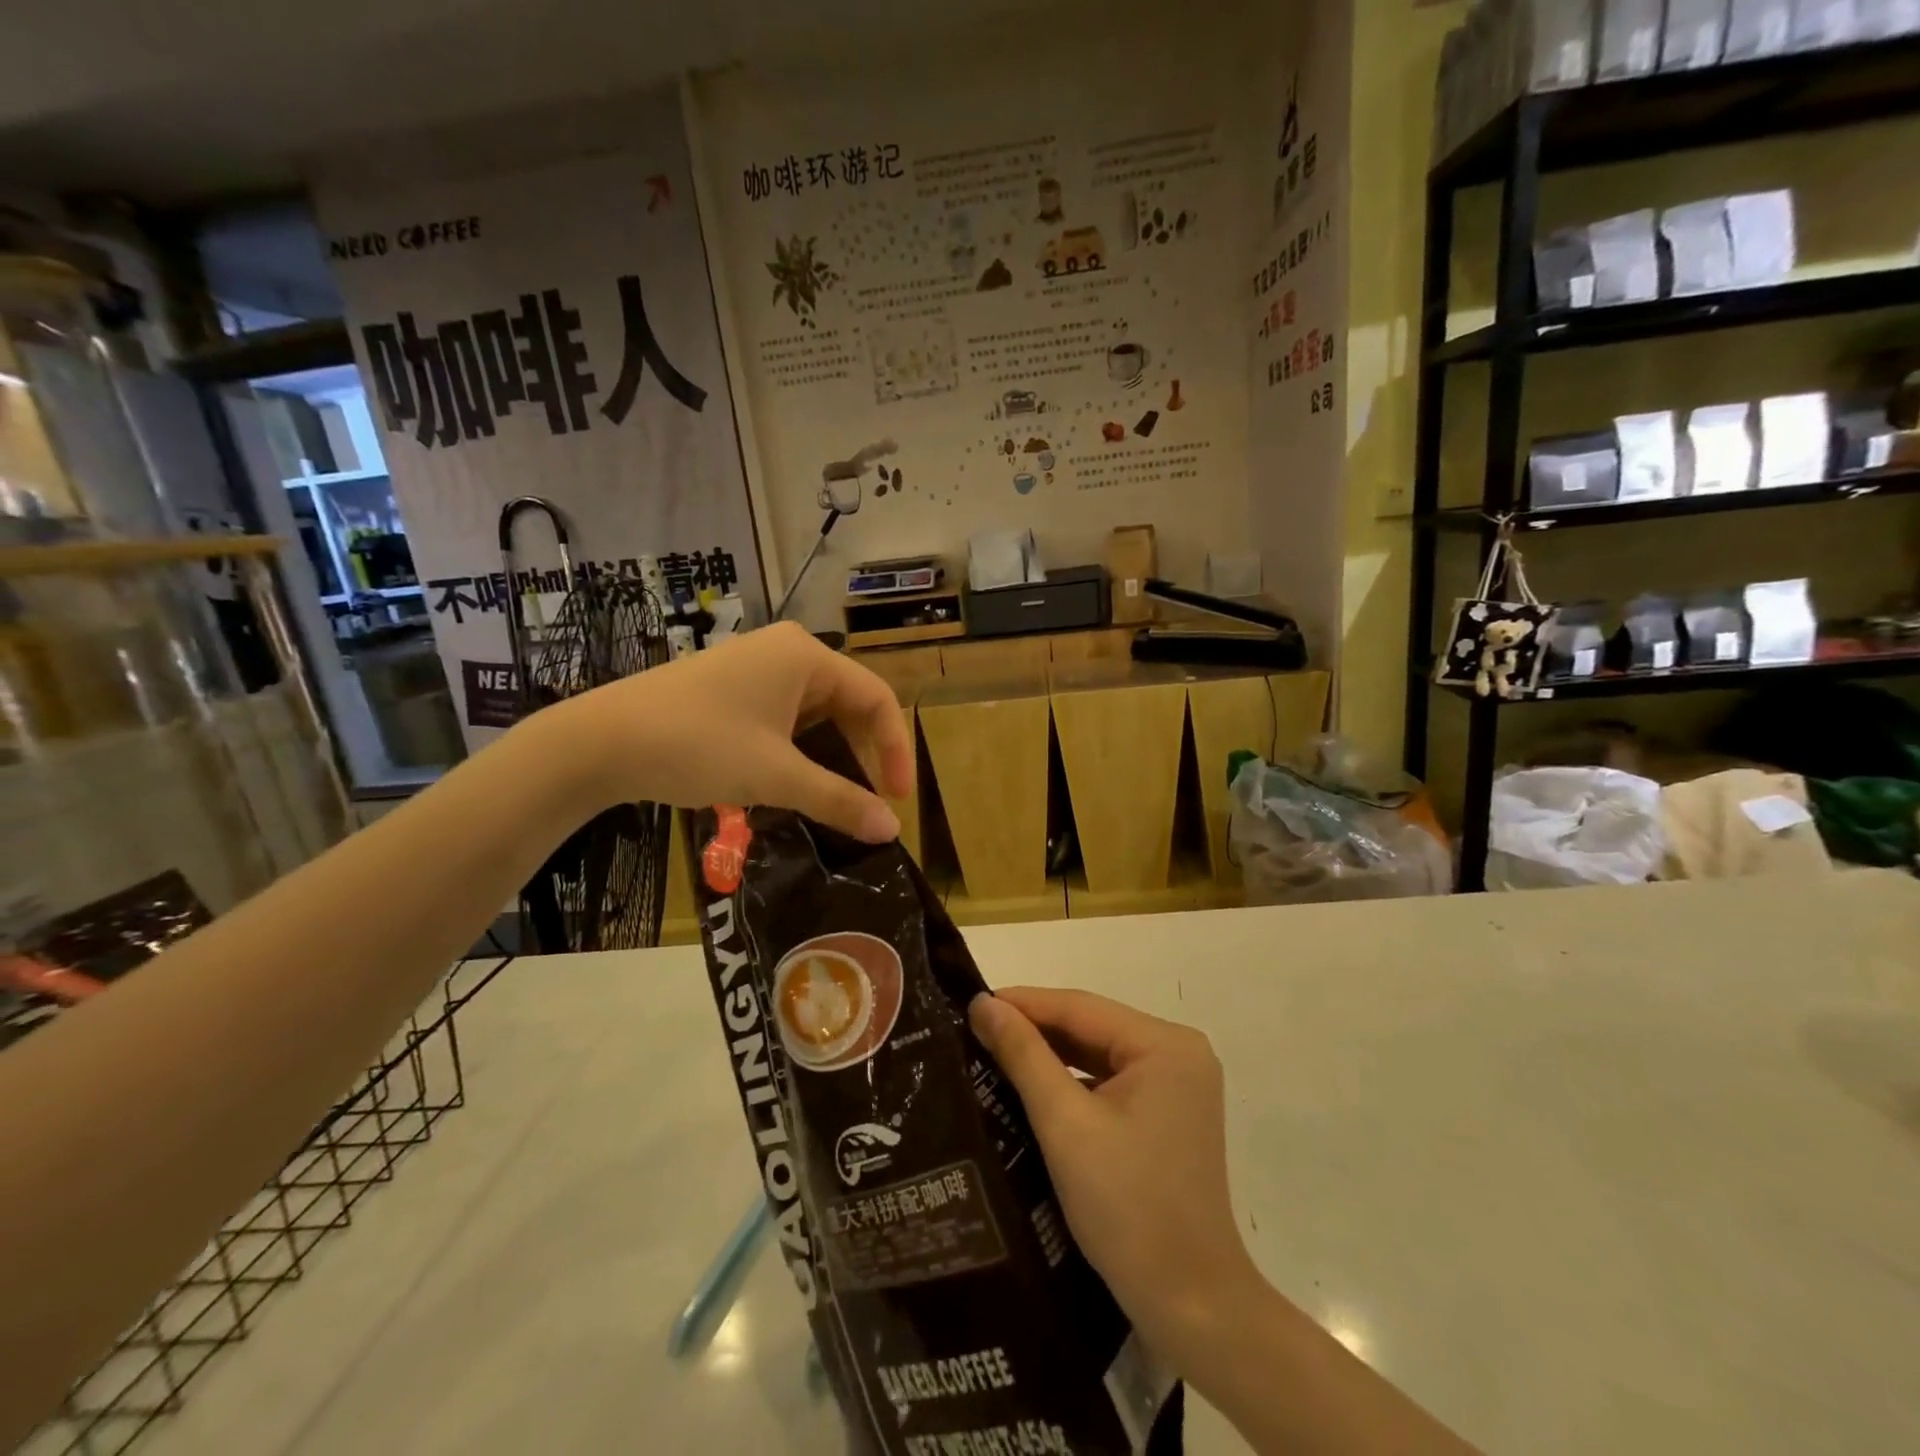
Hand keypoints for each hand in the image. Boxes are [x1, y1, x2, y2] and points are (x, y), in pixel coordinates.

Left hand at [549, 622, 913, 841]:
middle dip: (863, 755)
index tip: (897, 801)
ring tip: (838, 799)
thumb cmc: (698, 746)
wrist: (599, 741)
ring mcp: (756, 667)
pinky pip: (786, 717)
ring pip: (817, 713)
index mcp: (807, 656)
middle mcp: (787, 651)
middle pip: (848, 704)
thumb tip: (891, 831)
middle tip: (870, 804)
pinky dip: (801, 750)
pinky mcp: (732, 688)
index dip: (894, 750)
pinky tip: (797, 782)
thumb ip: (839, 800)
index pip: (876, 699)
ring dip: (832, 756)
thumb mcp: (776, 776)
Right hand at [968, 987, 1257, 1372]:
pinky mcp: (1170, 1112)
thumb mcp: (1065, 1124)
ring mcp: (1178, 1084)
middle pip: (1092, 1027)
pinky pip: (1112, 1080)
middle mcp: (1179, 1052)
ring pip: (1099, 1053)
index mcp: (1165, 1045)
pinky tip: (1033, 1086)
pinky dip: (1073, 1081)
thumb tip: (984, 1003)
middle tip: (975, 1029)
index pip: (1080, 1007)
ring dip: (1051, 1055)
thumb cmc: (1127, 1208)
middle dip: (1035, 1029)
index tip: (971, 1003)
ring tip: (993, 1051)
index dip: (1023, 1002)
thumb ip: (1024, 1055)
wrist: (1191, 1305)